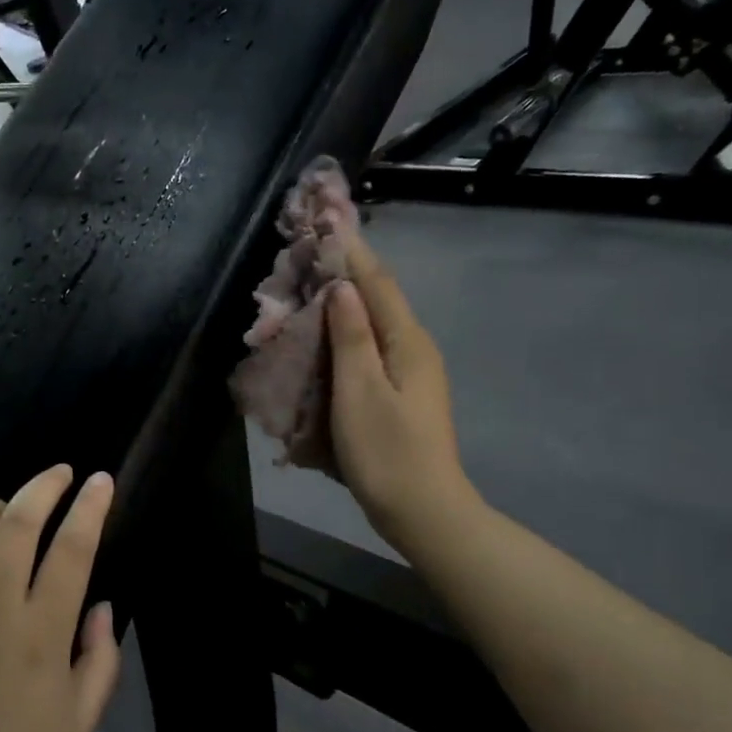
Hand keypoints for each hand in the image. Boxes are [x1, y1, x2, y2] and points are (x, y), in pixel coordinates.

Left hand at [0, 465, 121, 731]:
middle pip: (18, 522)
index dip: (91, 507)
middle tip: (61, 474)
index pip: (72, 548)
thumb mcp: (79, 728)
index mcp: (40, 635)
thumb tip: (102, 605)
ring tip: (6, 509)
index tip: (102, 482)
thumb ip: (101, 661)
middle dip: (45, 486)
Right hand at [325, 229, 478, 560]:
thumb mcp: (361, 391)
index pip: (377, 283)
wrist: (423, 512)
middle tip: (308, 255)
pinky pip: (368, 354)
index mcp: (407, 342)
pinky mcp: (400, 396)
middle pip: (377, 301)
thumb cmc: (387, 452)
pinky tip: (323, 342)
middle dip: (344, 274)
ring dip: (342, 307)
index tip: (327, 220)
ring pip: (372, 327)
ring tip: (308, 290)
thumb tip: (342, 287)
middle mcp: (413, 349)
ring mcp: (410, 375)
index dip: (351, 251)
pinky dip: (344, 339)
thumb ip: (351, 336)